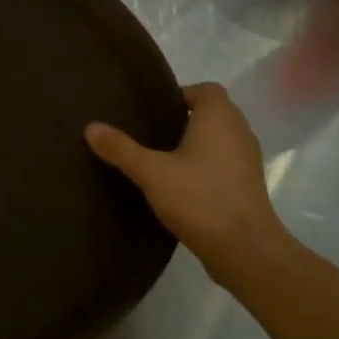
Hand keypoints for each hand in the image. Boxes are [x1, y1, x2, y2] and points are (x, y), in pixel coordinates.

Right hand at [86, 84, 287, 281]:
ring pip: (219, 140)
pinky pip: (224, 164)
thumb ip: (121, 149)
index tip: (154, 112)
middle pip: (213, 113)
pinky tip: (180, 185)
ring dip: (196, 145)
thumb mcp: (151, 172)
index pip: (206, 89)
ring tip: (161, 159)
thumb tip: (90, 126)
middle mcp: (239, 132)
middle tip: (149, 133)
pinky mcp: (247, 187)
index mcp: (219, 118)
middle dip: (184, 120)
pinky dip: (205, 166)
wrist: (245, 249)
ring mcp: (247, 161)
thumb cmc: (199, 198)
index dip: (181, 95)